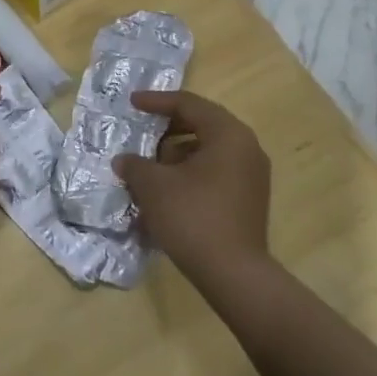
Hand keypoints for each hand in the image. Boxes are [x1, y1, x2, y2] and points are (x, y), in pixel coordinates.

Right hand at [115, 90, 270, 281]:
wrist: (233, 274)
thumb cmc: (192, 217)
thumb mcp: (153, 186)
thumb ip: (135, 165)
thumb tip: (124, 161)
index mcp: (228, 134)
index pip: (189, 104)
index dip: (157, 101)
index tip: (132, 103)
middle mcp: (247, 148)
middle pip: (202, 124)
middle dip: (168, 129)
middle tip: (142, 133)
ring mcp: (252, 175)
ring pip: (208, 150)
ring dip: (177, 154)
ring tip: (150, 169)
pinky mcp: (249, 199)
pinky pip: (216, 172)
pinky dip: (190, 173)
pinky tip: (168, 191)